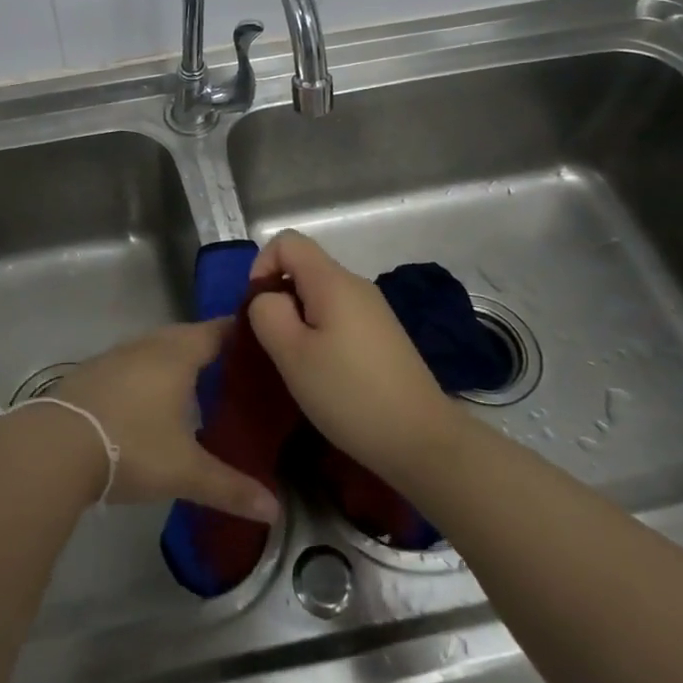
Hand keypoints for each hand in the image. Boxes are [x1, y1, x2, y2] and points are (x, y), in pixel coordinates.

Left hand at [48, 321, 279, 522]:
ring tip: (195, 386)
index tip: (261, 343)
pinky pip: (130, 365)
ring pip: (154, 349)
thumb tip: (275, 510)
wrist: (56, 446)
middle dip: (209, 349)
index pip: (217, 331)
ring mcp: (115, 356)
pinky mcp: (91, 373)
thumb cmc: (132, 446)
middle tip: (233, 371)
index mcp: (177, 355)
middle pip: (185, 336)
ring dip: (174, 361)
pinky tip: (148, 402)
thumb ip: (230, 487)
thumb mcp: (185, 471)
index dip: (239, 334)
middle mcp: (147, 345)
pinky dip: (146, 375)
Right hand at [246, 230, 456, 485]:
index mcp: (333, 280)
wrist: (423, 441)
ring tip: (299, 365)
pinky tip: (326, 375)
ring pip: (320, 295)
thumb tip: (268, 298)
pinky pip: (339, 317)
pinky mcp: (383, 335)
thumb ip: (267, 313)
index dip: (262, 266)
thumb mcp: (291, 354)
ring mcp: (374, 310)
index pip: (287, 241)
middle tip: (275, 346)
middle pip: (304, 268)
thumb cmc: (349, 394)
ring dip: (299, 321)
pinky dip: (321, 334)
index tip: (259, 310)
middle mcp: (356, 285)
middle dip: (279, 298)